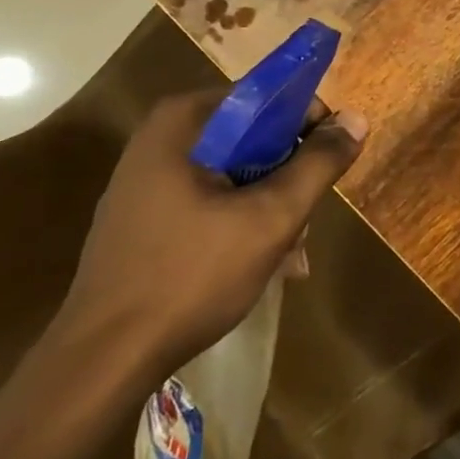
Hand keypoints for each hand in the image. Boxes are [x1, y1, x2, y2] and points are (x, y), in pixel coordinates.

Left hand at [58, 91, 367, 370]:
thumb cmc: (191, 276)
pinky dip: (239, 222)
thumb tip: (356, 119)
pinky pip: (209, 199)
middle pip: (254, 138)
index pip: (269, 98)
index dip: (309, 128)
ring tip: (289, 259)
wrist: (103, 360)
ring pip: (235, 173)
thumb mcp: (271, 218)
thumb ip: (318, 164)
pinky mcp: (143, 214)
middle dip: (288, 181)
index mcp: (185, 121)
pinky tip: (258, 265)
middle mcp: (162, 137)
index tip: (327, 170)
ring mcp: (148, 177)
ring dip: (269, 208)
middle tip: (303, 227)